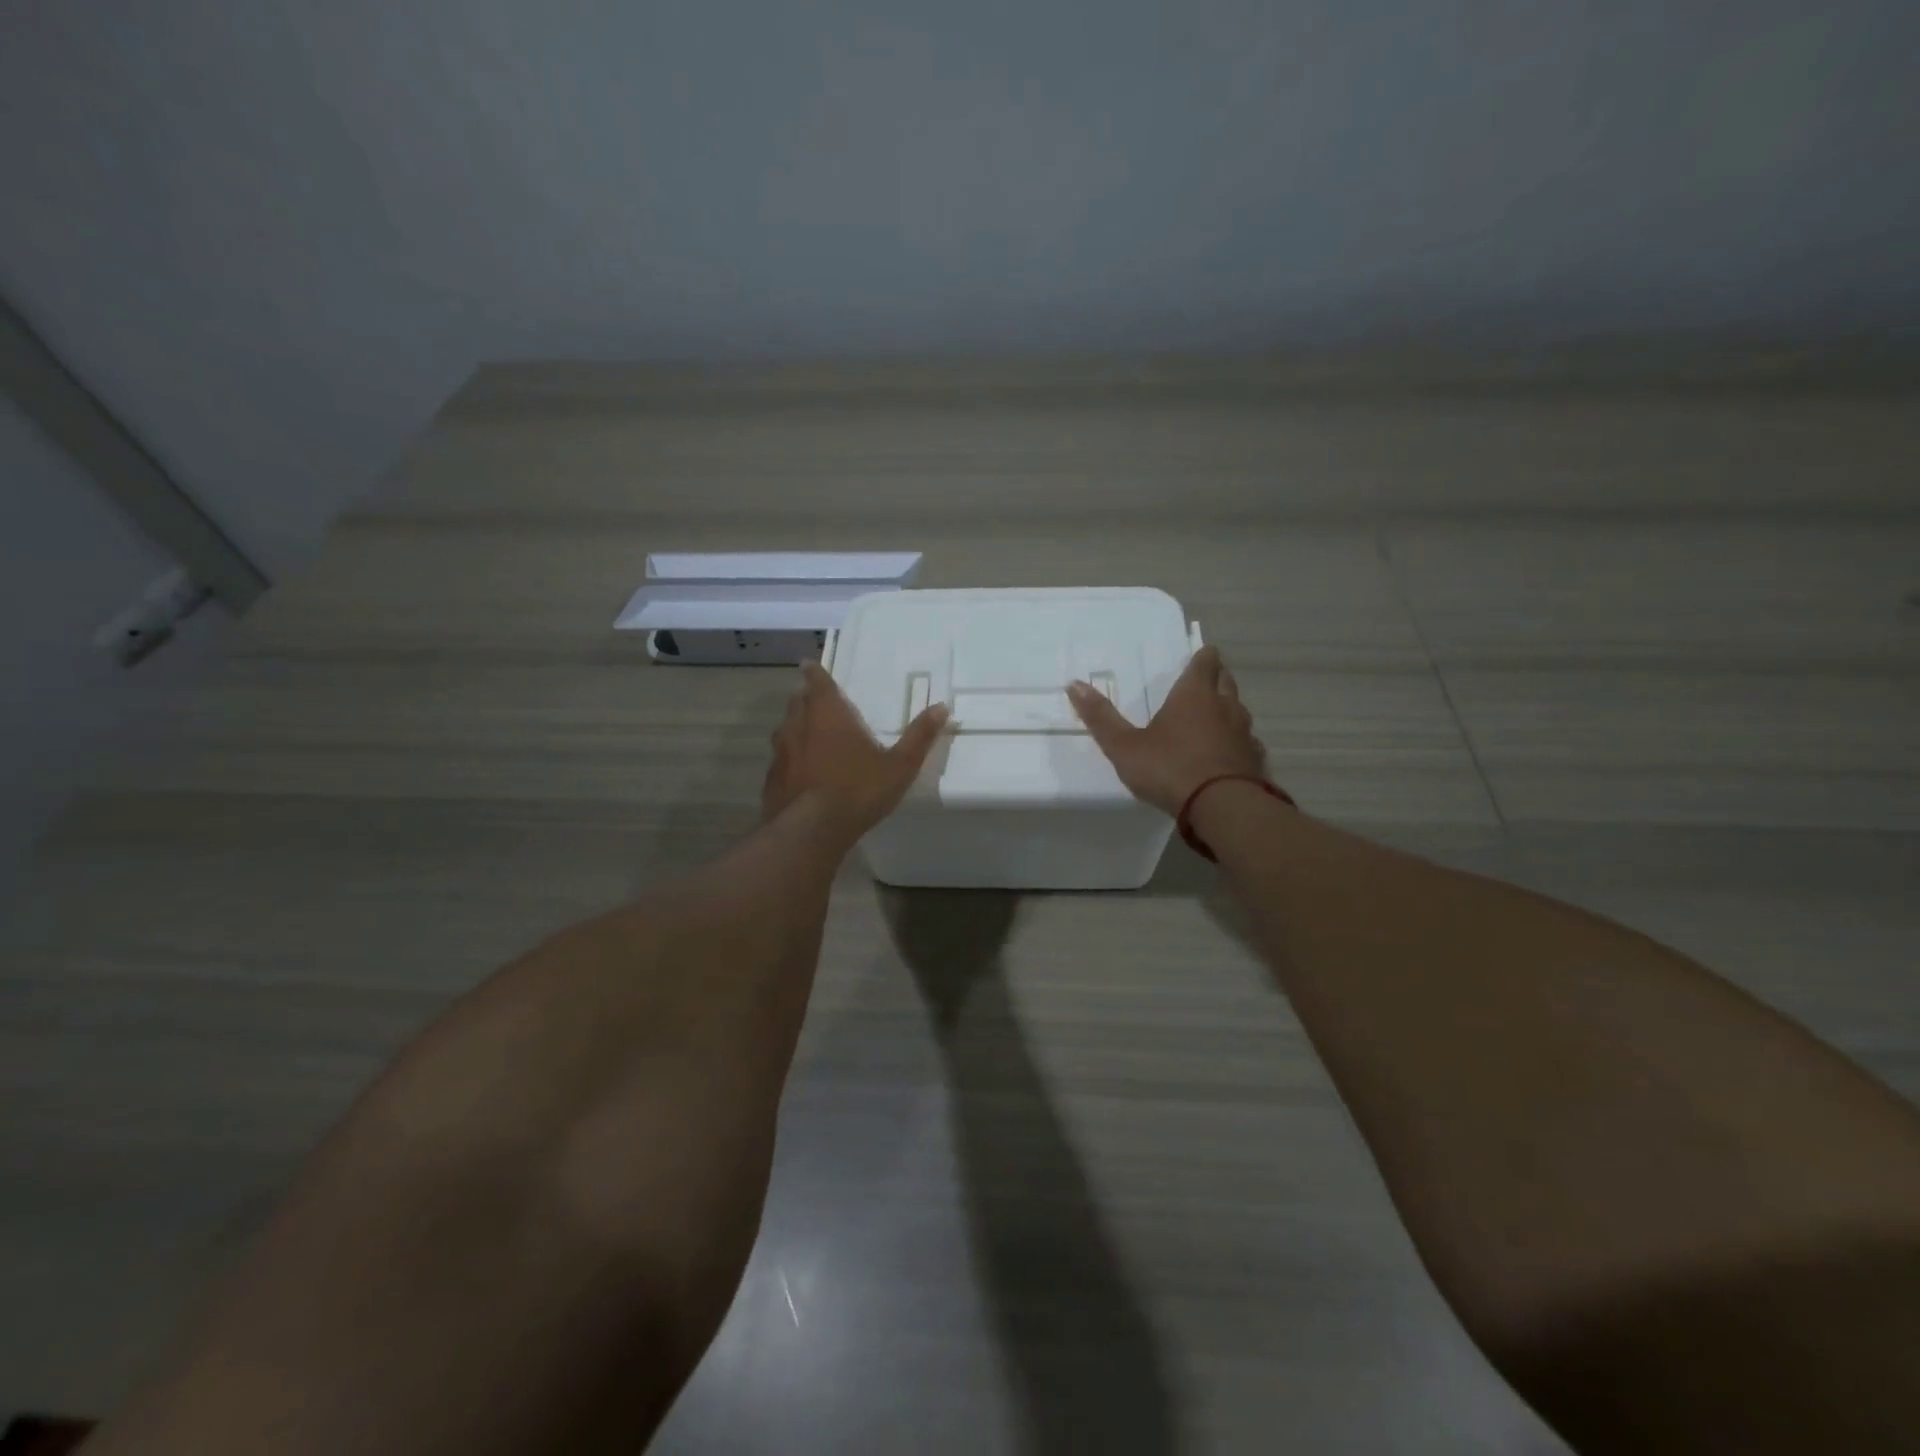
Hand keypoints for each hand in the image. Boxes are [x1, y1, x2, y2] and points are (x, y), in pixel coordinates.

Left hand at [763, 661, 949, 840]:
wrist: (811, 831)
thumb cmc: (858, 790)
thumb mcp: (899, 766)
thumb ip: (919, 736)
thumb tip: (942, 707)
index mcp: (829, 715)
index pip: (817, 683)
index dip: (815, 673)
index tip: (809, 666)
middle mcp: (799, 726)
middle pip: (798, 702)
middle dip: (806, 699)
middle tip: (816, 701)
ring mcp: (781, 753)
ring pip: (785, 730)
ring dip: (795, 727)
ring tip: (808, 734)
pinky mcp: (771, 779)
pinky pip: (780, 759)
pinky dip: (789, 758)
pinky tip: (800, 772)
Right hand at [1066, 646, 1267, 815]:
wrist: (1223, 807)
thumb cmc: (1170, 768)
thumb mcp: (1124, 746)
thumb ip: (1101, 717)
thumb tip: (1074, 685)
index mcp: (1194, 695)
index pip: (1206, 662)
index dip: (1203, 657)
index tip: (1199, 656)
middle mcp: (1225, 706)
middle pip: (1226, 680)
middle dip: (1216, 678)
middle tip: (1202, 683)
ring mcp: (1244, 733)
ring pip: (1239, 710)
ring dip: (1227, 710)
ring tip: (1211, 718)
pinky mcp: (1255, 760)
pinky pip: (1247, 742)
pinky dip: (1237, 742)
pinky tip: (1226, 754)